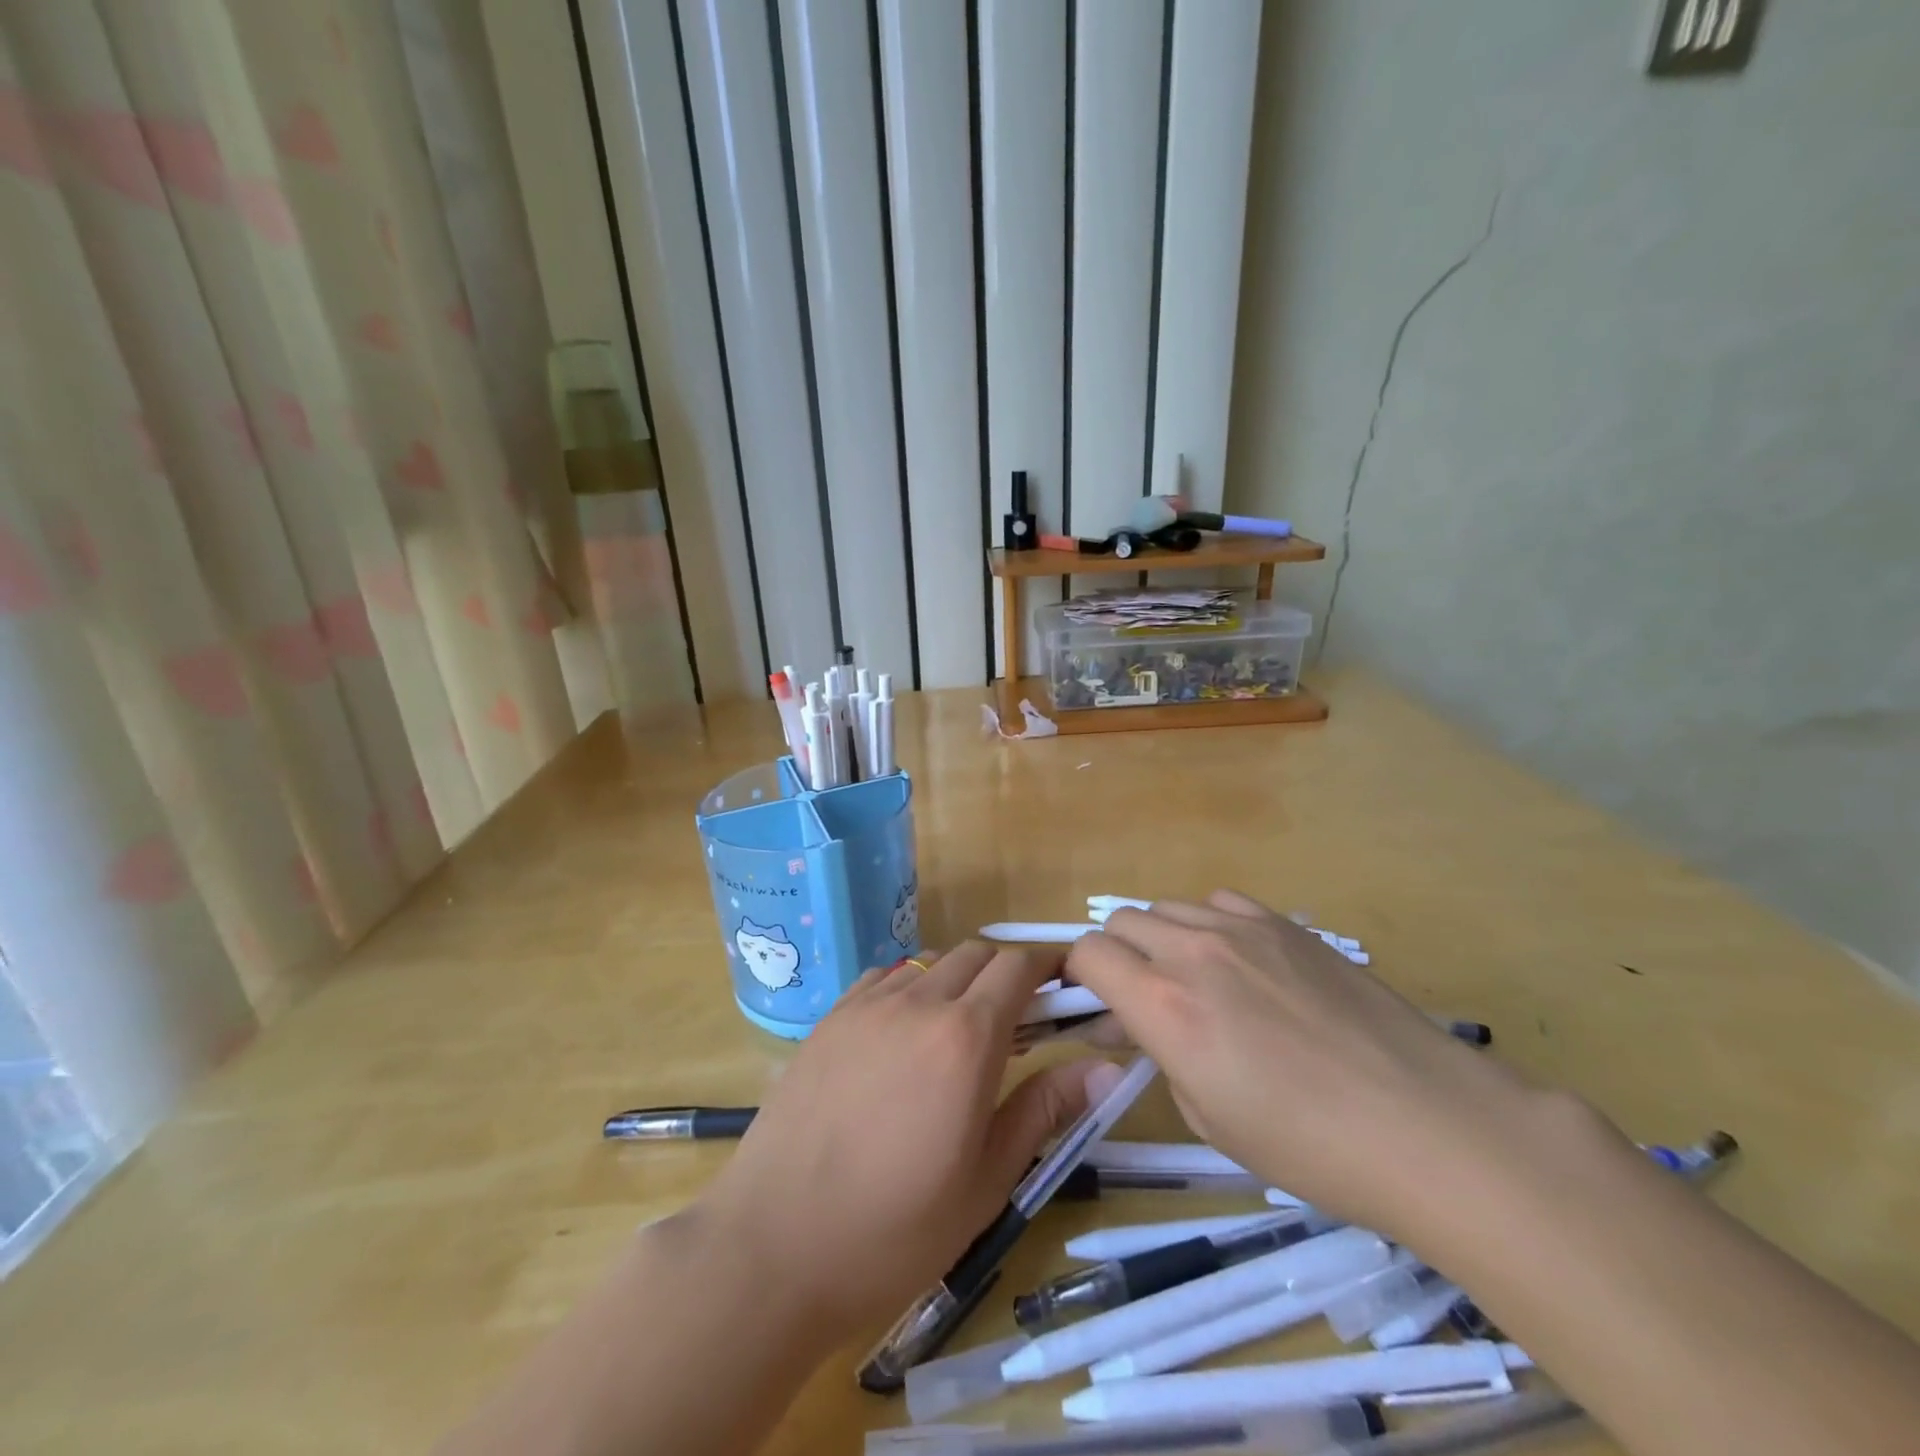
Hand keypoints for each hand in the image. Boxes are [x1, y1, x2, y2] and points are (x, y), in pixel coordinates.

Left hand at [695, 943, 1121, 1340]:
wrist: (773, 1246)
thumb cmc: (894, 1229)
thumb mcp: (987, 1181)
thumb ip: (1045, 1109)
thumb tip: (1107, 1069)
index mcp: (965, 1038)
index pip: (1017, 967)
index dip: (1047, 966)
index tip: (1065, 985)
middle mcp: (918, 1002)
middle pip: (976, 954)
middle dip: (1006, 972)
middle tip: (1019, 1019)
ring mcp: (866, 1006)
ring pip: (930, 962)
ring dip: (958, 979)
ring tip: (960, 1030)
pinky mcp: (829, 1019)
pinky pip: (883, 978)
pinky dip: (911, 987)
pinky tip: (904, 1033)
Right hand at [1066, 890, 1536, 1241]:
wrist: (1427, 1125)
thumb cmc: (1311, 1147)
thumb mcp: (1210, 1119)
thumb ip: (1163, 1055)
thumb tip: (1144, 1025)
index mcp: (1165, 1006)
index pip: (1087, 954)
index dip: (1079, 977)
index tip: (1095, 1005)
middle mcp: (1193, 952)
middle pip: (1121, 920)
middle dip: (1117, 956)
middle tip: (1143, 998)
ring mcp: (1243, 929)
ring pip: (1168, 908)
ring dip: (1161, 939)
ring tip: (1194, 981)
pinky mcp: (1287, 924)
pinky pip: (1221, 903)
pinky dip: (1209, 924)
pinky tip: (1240, 962)